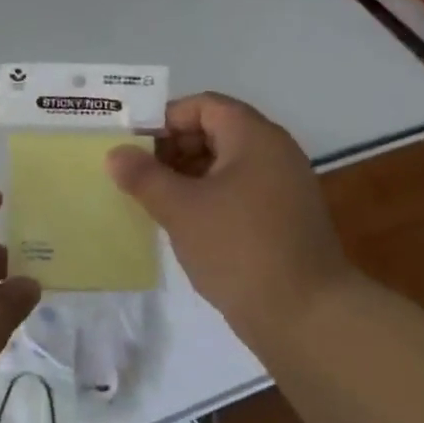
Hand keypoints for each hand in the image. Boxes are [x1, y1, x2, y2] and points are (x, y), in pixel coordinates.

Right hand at [106, 92, 346, 337]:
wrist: (307, 316)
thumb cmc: (239, 248)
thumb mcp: (180, 209)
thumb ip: (144, 176)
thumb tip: (116, 153)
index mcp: (254, 136)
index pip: (204, 105)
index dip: (165, 119)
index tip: (134, 146)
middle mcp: (274, 152)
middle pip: (216, 130)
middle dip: (174, 147)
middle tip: (139, 174)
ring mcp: (284, 186)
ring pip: (227, 163)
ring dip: (189, 175)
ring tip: (155, 200)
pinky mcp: (286, 217)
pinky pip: (241, 190)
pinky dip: (210, 196)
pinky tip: (186, 223)